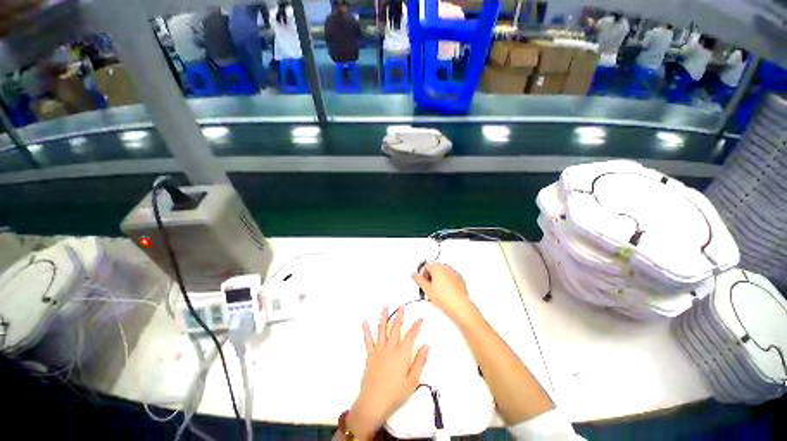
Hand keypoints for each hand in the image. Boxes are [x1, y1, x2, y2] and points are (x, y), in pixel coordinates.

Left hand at [347, 307, 429, 438]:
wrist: (373, 403)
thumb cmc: (395, 394)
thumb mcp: (413, 381)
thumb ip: (420, 362)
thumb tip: (426, 346)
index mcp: (402, 354)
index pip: (411, 335)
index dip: (416, 326)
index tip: (419, 319)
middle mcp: (390, 347)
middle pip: (396, 327)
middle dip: (400, 315)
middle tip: (402, 305)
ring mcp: (379, 349)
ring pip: (382, 329)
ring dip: (384, 317)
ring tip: (385, 306)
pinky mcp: (370, 354)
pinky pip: (368, 339)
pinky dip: (366, 330)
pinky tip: (364, 321)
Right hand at [412, 263, 479, 327]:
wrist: (459, 306)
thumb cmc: (444, 298)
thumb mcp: (426, 289)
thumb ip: (418, 279)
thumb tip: (414, 274)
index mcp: (437, 267)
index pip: (425, 267)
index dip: (422, 276)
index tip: (423, 284)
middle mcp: (446, 268)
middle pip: (434, 269)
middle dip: (430, 277)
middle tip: (429, 289)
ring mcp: (454, 273)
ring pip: (442, 273)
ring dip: (438, 280)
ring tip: (437, 293)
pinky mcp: (460, 280)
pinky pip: (450, 278)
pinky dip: (447, 283)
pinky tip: (445, 293)